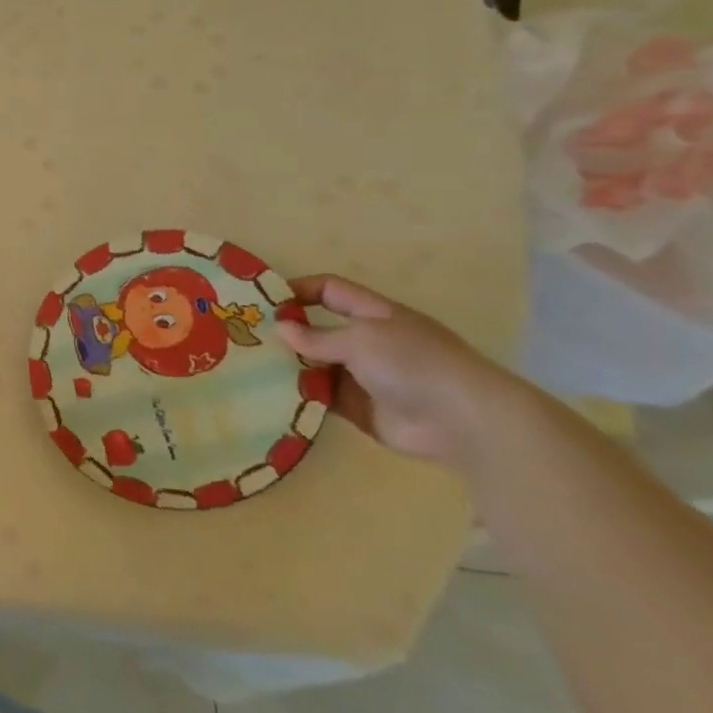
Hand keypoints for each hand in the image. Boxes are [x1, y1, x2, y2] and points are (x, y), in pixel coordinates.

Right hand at [273, 275, 525, 473]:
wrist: (463, 422)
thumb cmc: (414, 364)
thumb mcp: (361, 340)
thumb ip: (317, 335)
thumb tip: (280, 328)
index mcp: (374, 314)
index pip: (331, 290)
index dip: (299, 289)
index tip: (265, 299)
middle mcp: (367, 342)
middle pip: (319, 329)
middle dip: (287, 331)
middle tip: (248, 336)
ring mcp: (364, 376)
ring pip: (317, 365)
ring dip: (290, 365)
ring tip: (252, 367)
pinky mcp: (359, 408)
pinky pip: (322, 397)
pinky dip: (300, 395)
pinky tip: (271, 395)